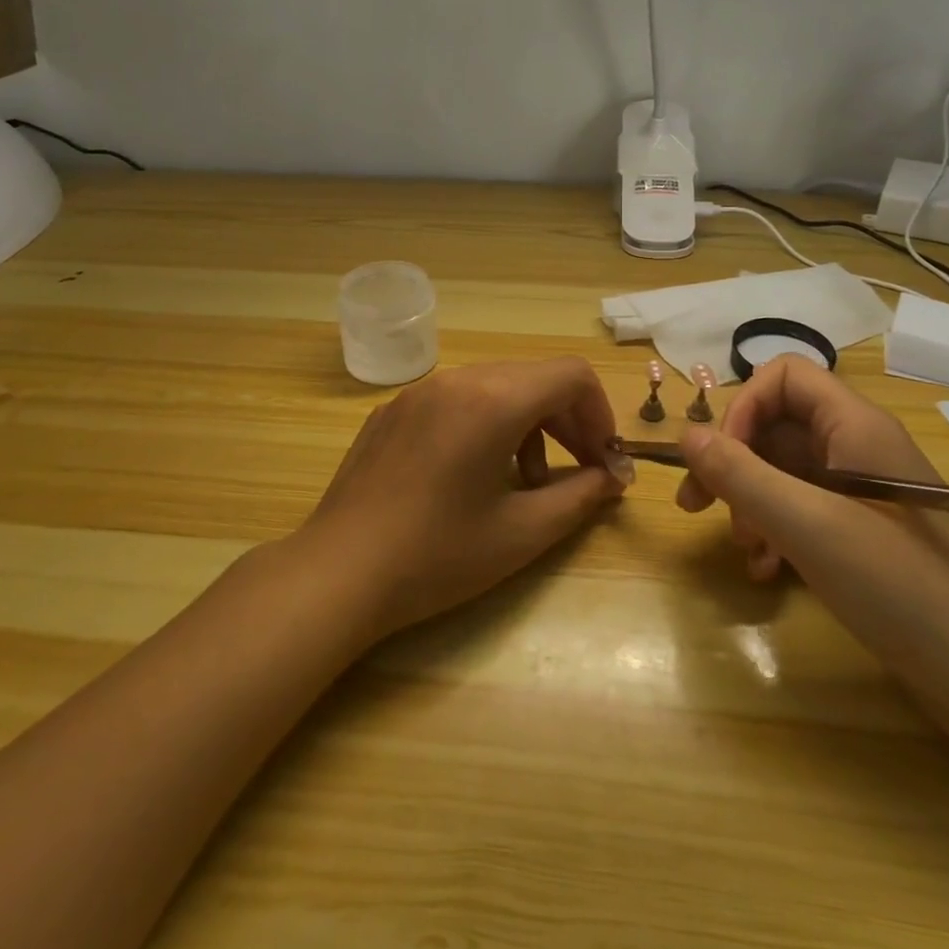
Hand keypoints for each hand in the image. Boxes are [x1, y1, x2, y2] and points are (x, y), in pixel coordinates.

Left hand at [296, 358, 632, 641]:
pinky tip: (474, 476)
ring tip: (527, 482)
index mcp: (491, 400)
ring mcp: (418, 392)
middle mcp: (456, 380)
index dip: (600, 413)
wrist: (337, 573)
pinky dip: (485, 424)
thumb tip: (612, 479)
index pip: (570, 375)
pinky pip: (456, 400)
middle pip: (534, 379)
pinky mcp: (392, 411)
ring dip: (527, 424)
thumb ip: (579, 497)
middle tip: (581, 472)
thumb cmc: (437, 556)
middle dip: (568, 421)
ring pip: (495, 387)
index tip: (604, 460)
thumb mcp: (522, 533)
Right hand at [676, 356, 948, 760]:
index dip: (743, 407)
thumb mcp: (809, 526)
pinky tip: (765, 570)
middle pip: (776, 425)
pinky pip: (801, 511)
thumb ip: (741, 475)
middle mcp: (856, 448)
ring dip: (749, 502)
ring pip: (783, 471)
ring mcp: (861, 494)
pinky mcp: (862, 534)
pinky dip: (773, 532)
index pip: (784, 377)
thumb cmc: (903, 588)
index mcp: (854, 426)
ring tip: (742, 547)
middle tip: (697, 504)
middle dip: (733, 461)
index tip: (719, 459)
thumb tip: (685, 434)